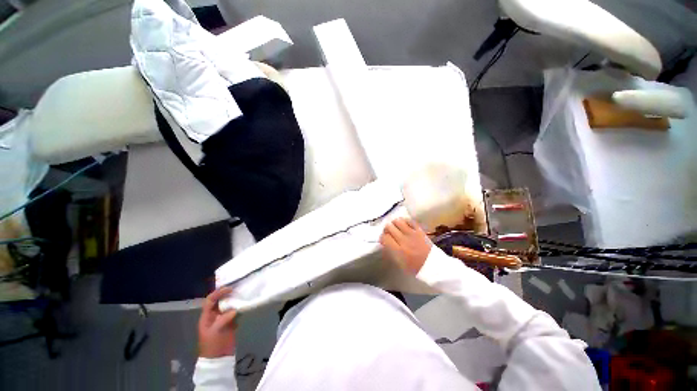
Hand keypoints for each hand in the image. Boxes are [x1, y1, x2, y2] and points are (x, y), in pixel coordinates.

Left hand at [198, 287, 237, 357]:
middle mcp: (214, 315)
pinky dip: (240, 307)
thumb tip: (235, 309)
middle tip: (238, 288)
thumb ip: (223, 319)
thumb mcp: (215, 332)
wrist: (219, 359)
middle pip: (220, 301)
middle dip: (227, 294)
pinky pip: (235, 312)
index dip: (218, 293)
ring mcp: (223, 319)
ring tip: (243, 294)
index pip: (210, 300)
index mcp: (207, 317)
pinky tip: (245, 304)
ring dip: (235, 300)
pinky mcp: (231, 322)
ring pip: (228, 305)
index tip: (229, 288)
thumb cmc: (213, 345)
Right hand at [379, 217, 431, 274]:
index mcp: (398, 251)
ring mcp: (412, 234)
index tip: (384, 239)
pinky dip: (405, 221)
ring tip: (396, 228)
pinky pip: (409, 220)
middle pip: (389, 227)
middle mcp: (404, 240)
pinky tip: (404, 225)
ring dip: (395, 224)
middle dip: (387, 229)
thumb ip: (391, 252)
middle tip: (389, 233)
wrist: (434, 266)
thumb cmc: (415, 268)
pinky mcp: (419, 230)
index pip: (385, 238)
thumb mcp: (400, 264)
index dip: (382, 237)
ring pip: (398, 221)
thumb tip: (385, 242)